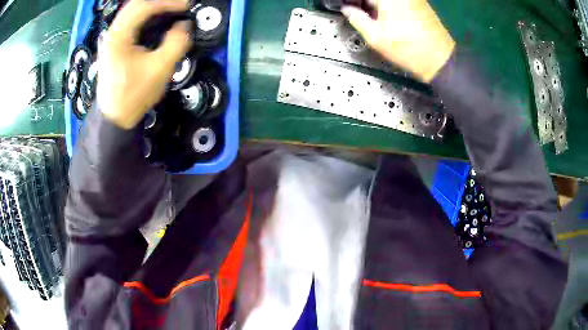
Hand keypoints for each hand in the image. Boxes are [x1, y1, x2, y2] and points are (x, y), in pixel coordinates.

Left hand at [98, 0, 191, 128]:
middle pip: (136, 3)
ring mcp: (111, 38)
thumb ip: (176, 43)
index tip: (188, 6)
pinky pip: (130, 20)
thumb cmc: (134, 95)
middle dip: (160, 2)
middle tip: (180, 7)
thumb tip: (185, 24)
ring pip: (132, 10)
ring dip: (153, 7)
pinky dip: (145, 16)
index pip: (145, 6)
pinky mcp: (114, 44)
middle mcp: (113, 32)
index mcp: (119, 36)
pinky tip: (156, 20)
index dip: (169, 3)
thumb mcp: (159, 70)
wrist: (115, 118)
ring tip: (171, 11)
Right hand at [342, 0, 454, 81]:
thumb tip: (348, 9)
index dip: (353, 2)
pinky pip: (399, 1)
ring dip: (376, 4)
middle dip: (365, 3)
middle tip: (358, 12)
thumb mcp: (375, 37)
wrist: (439, 59)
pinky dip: (388, 5)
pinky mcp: (420, 3)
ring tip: (372, 16)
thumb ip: (357, 19)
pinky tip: (387, 16)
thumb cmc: (407, 49)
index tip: (349, 8)